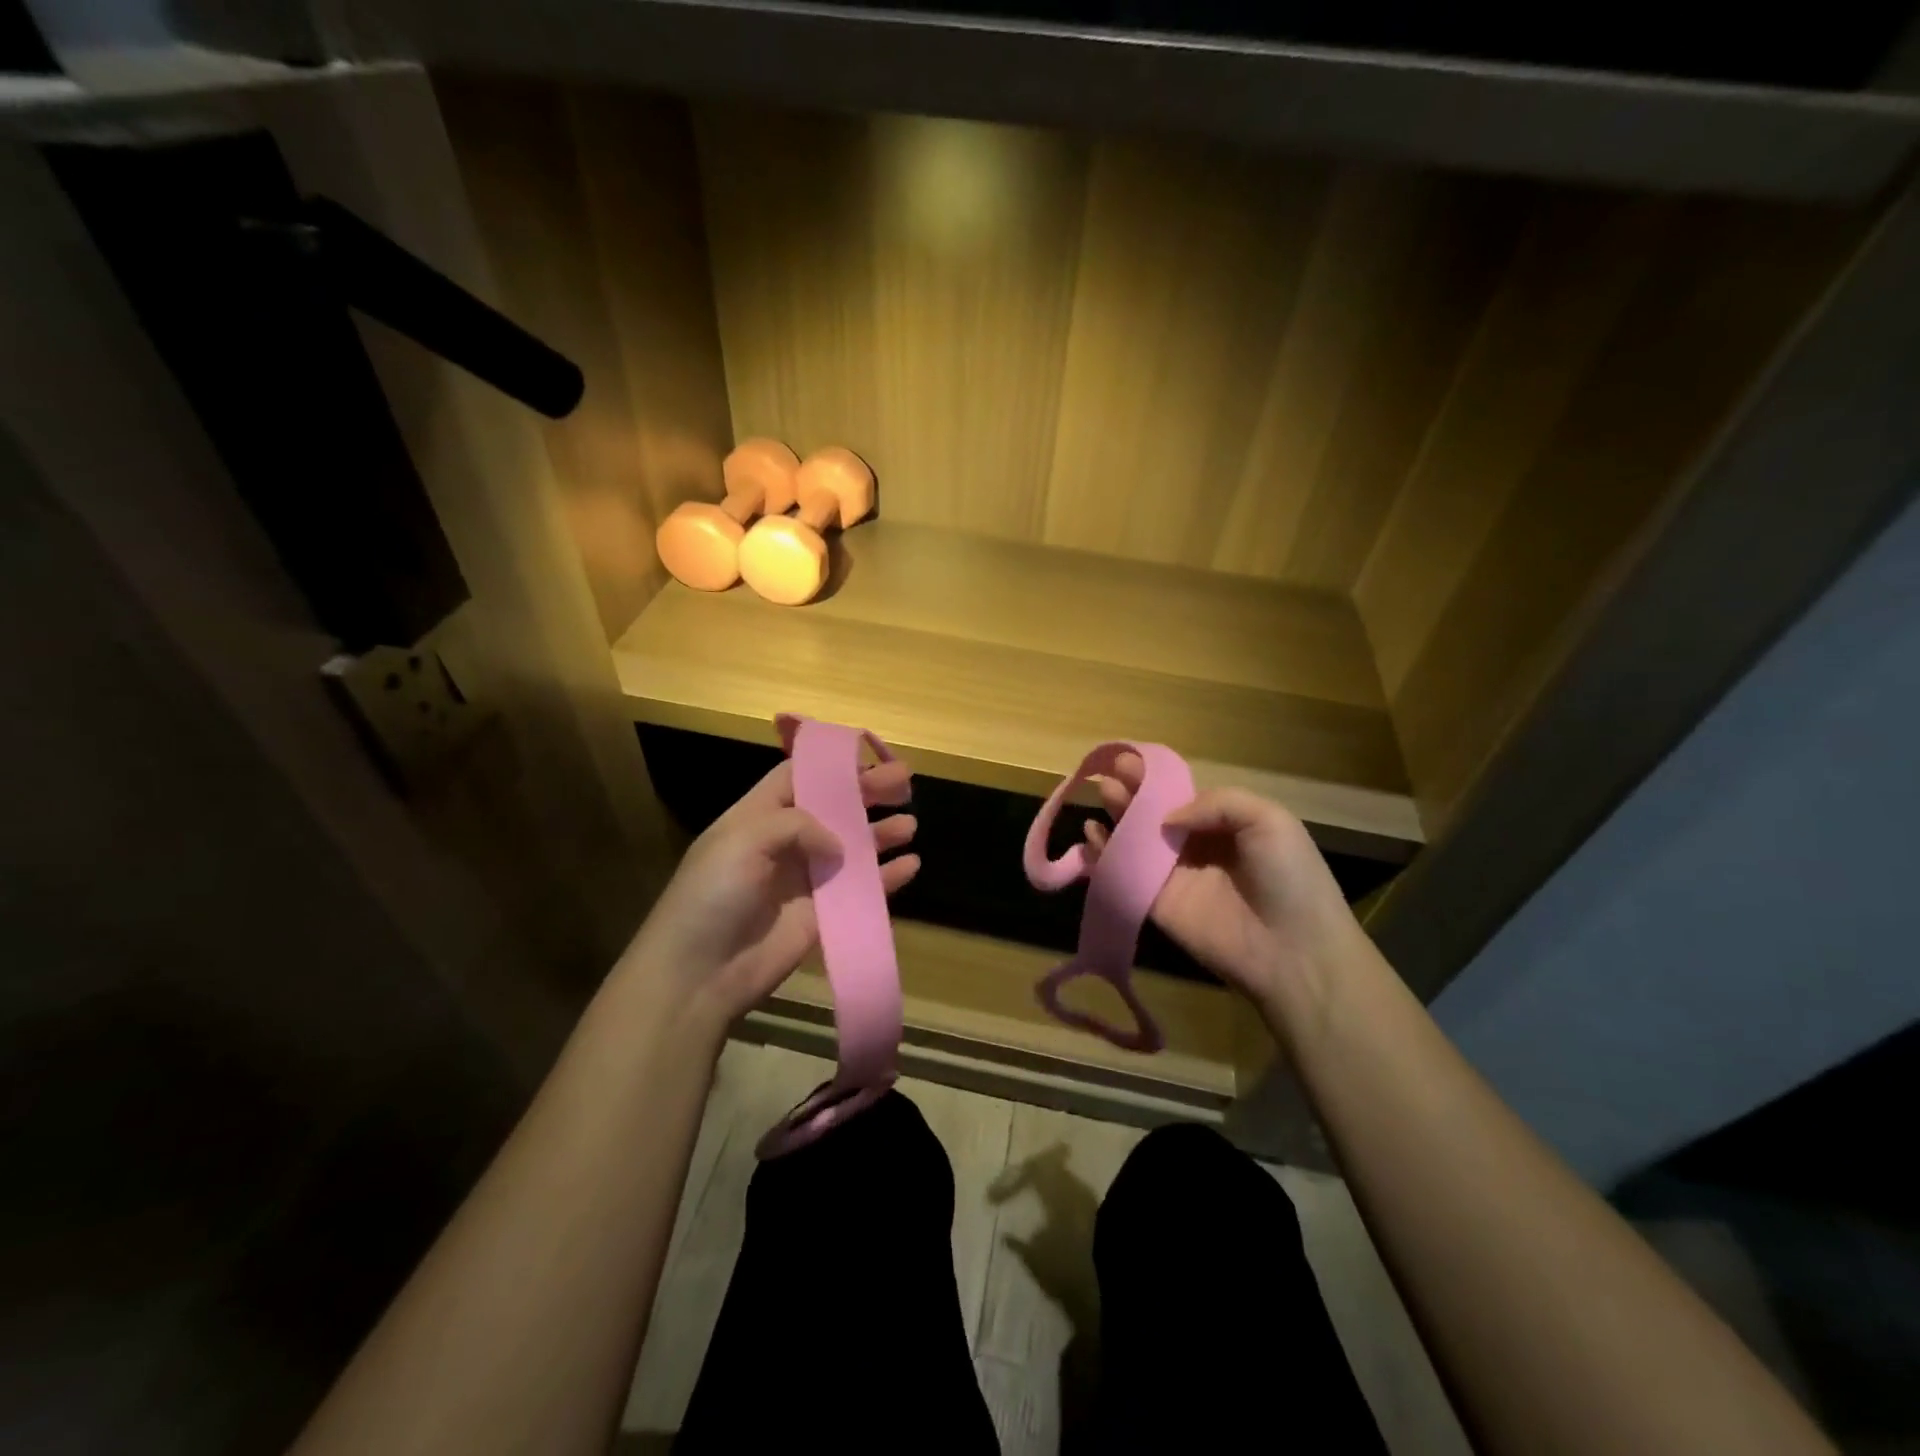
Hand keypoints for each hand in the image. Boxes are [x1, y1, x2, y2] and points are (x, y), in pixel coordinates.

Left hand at [623, 755, 917, 1030]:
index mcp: (758, 816)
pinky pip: (861, 889)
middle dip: (868, 793)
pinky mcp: (822, 915)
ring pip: (853, 847)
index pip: (798, 777)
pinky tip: (910, 865)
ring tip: (910, 824)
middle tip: (905, 782)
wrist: (698, 973)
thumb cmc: (713, 895)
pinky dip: (887, 877)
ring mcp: (805, 879)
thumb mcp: (744, 840)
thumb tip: (838, 844)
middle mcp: (785, 842)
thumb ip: (796, 824)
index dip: (831, 765)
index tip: (869, 756)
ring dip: (881, 833)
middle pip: (834, 808)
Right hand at [1082, 756, 1368, 1013]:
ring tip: (1101, 793)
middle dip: (1132, 791)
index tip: (1129, 759)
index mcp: (1224, 824)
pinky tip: (1090, 836)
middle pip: (1154, 813)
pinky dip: (1103, 856)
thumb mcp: (1269, 820)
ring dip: (1117, 816)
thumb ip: (1217, 803)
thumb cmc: (1289, 877)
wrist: (1294, 951)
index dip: (1156, 777)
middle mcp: (1195, 846)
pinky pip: (1124, 876)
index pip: (1181, 794)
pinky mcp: (1156, 904)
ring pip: (1135, 841)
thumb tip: (1166, 817)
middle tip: (1109, 772)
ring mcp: (1173, 876)